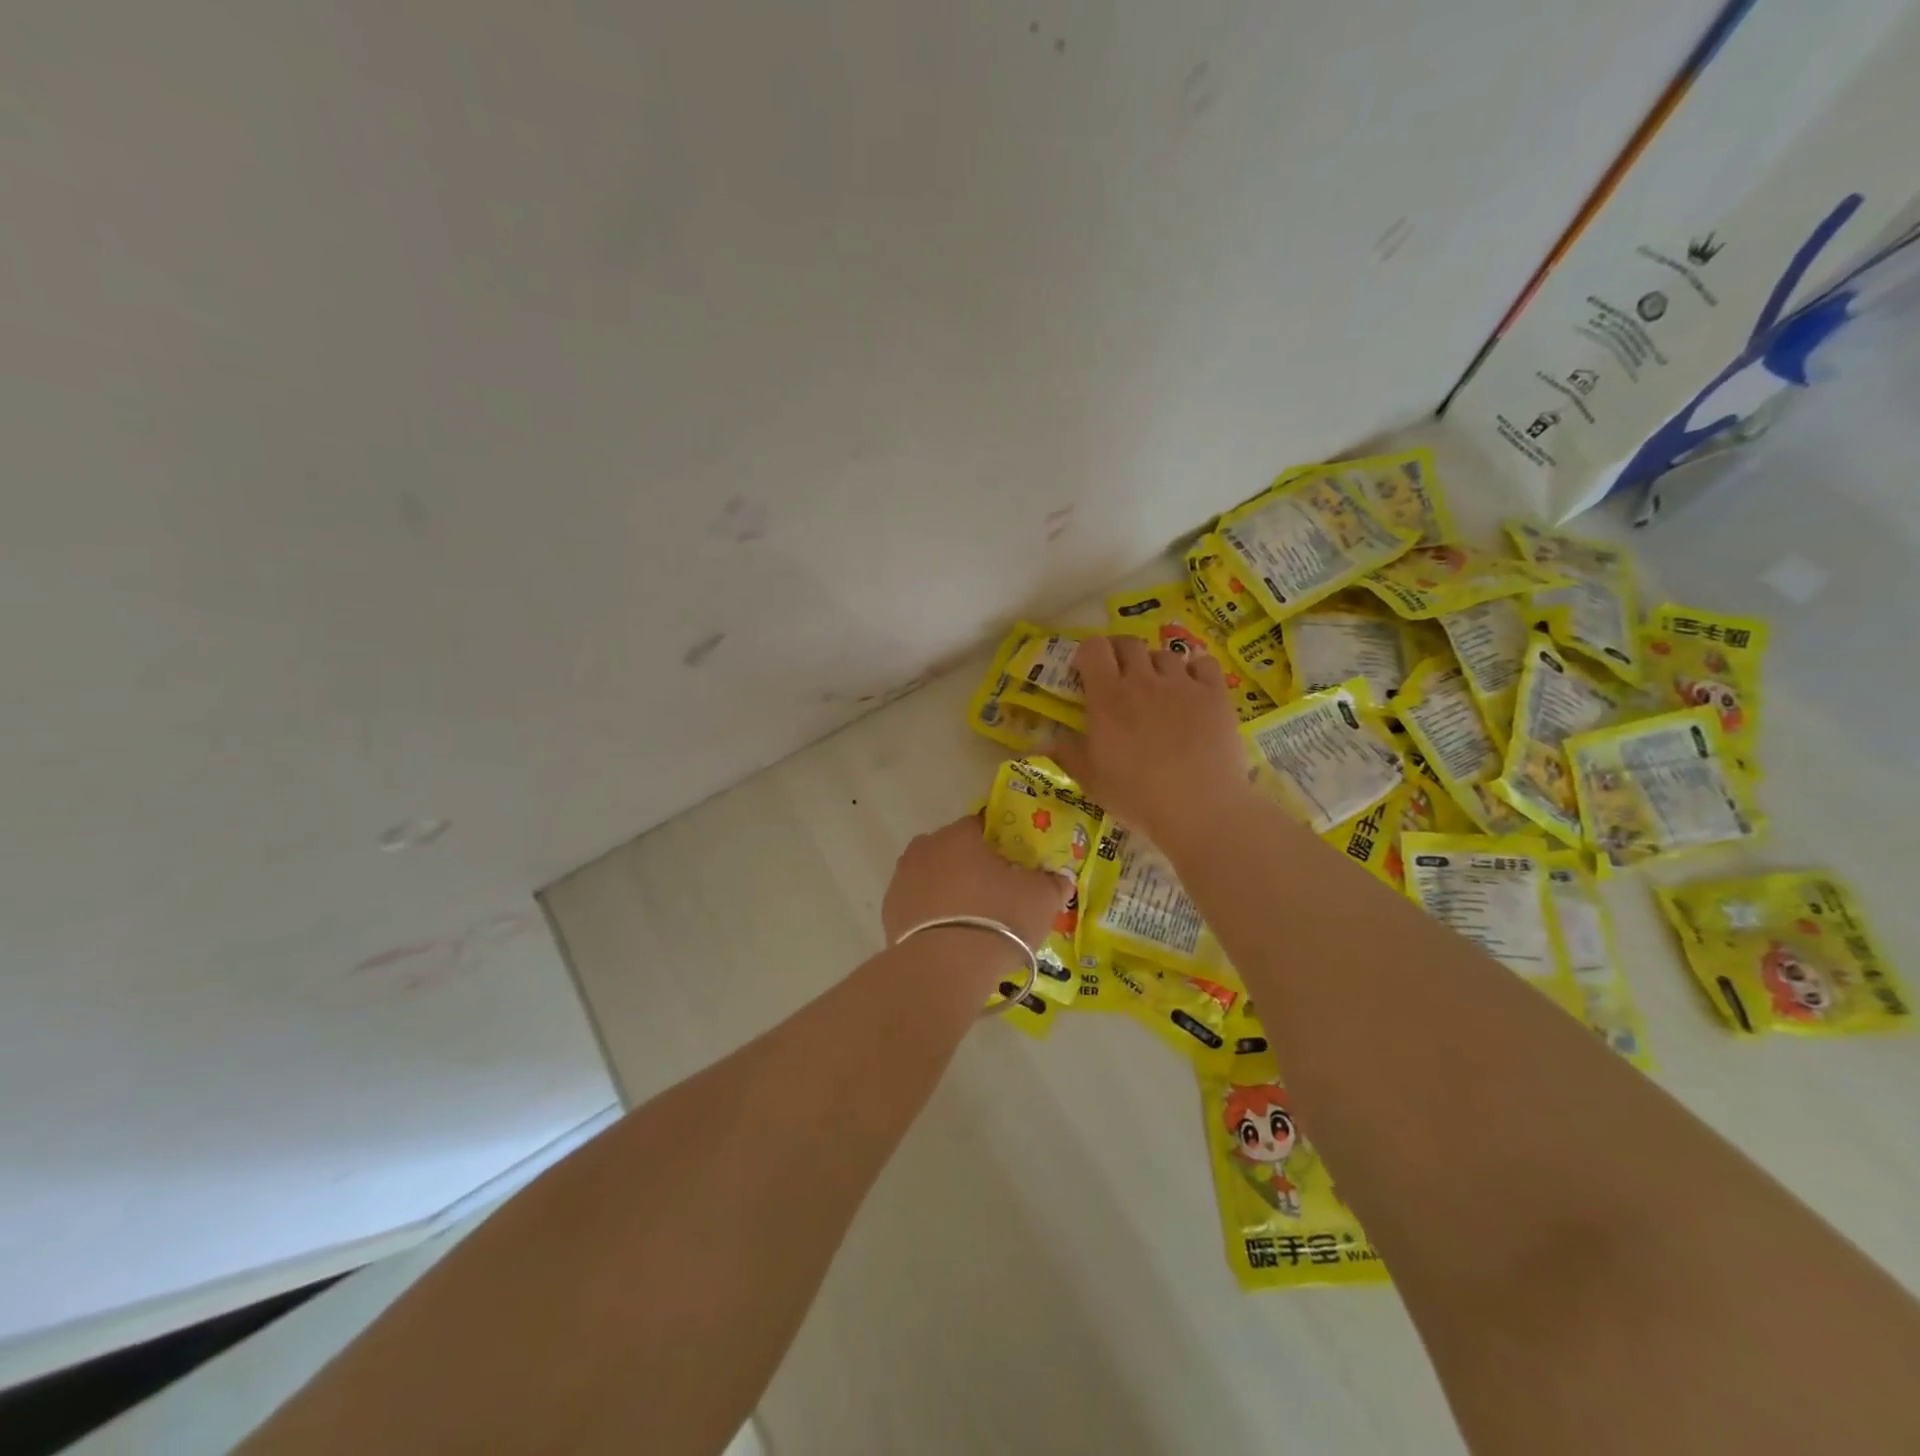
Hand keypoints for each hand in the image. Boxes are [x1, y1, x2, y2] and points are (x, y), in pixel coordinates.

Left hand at [881, 815, 1071, 952]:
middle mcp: (925, 848)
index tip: (1013, 864)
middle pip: (953, 850)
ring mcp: (902, 879)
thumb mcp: (1040, 900)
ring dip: (948, 890)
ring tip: (971, 921)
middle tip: (995, 893)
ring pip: (932, 877)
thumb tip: (1061, 879)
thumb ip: (1052, 884)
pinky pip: (918, 906)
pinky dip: (931, 915)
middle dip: (971, 866)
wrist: (944, 968)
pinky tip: (949, 938)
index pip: (981, 825)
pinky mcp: (889, 912)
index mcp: (959, 835)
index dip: (999, 842)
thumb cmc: (998, 919)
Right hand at [1049, 635, 1249, 847]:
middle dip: (1120, 654)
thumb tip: (1046, 739)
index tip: (1086, 672)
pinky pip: (1204, 664)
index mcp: (1108, 697)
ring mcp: (1183, 684)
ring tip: (1158, 688)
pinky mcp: (1215, 694)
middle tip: (1120, 677)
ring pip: (1165, 654)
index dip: (1088, 654)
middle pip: (1129, 644)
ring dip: (1156, 665)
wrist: (1200, 809)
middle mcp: (1144, 680)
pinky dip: (1195, 670)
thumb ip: (1067, 753)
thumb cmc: (1137, 797)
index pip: (1093, 648)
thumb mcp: (1091, 781)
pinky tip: (1193, 688)